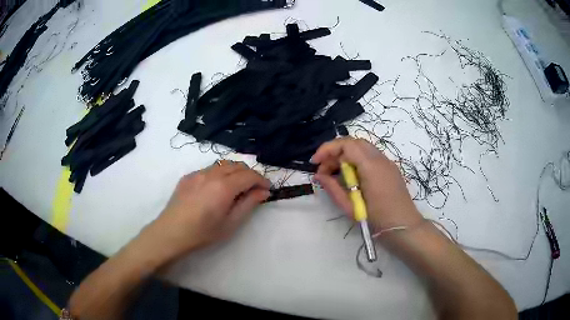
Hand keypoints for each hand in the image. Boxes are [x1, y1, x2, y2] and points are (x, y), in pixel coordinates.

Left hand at [149, 160, 270, 257]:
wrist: (171, 233)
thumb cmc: (202, 233)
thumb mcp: (230, 223)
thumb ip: (248, 204)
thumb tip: (263, 192)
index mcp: (223, 187)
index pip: (249, 175)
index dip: (261, 180)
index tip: (267, 189)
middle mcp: (211, 174)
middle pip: (237, 165)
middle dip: (249, 174)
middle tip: (254, 189)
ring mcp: (197, 173)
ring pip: (223, 165)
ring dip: (235, 172)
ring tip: (237, 187)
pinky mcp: (188, 176)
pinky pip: (209, 169)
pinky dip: (220, 174)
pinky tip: (216, 188)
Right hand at [311, 138, 422, 229]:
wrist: (404, 226)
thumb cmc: (377, 220)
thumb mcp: (350, 207)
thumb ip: (333, 188)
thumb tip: (319, 176)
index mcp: (371, 166)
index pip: (346, 145)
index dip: (328, 149)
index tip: (315, 163)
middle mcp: (380, 159)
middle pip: (354, 142)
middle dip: (335, 151)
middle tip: (324, 169)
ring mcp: (388, 162)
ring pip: (362, 148)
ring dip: (346, 155)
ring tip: (335, 173)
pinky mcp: (390, 168)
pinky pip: (370, 156)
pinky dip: (356, 160)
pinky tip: (351, 176)